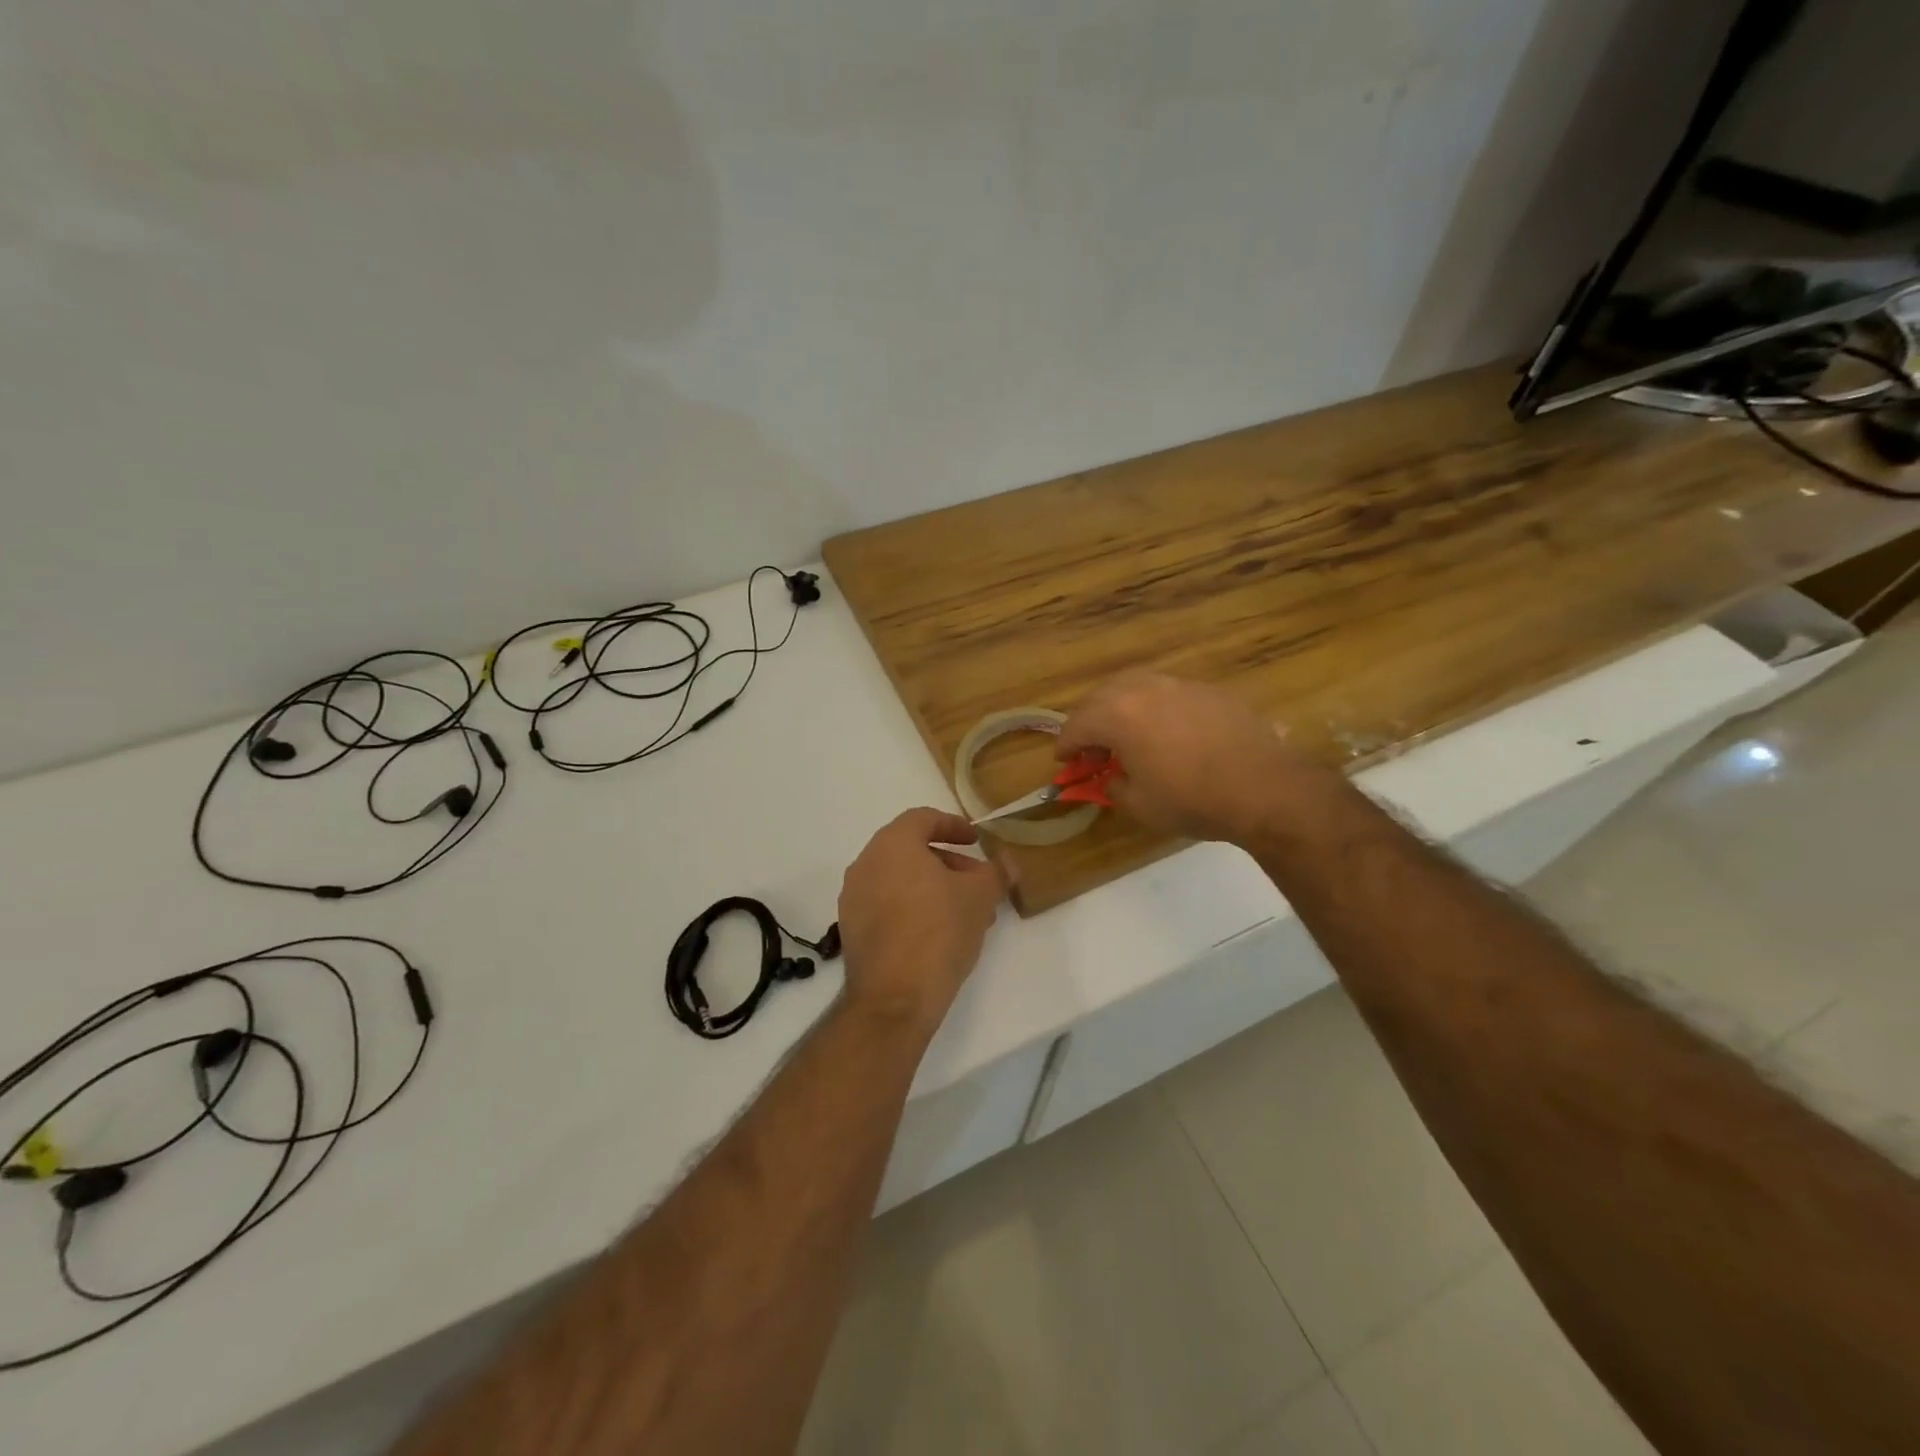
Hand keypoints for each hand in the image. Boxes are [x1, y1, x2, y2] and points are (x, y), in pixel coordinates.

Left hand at [837, 809, 1007, 1030]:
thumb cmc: (939, 931)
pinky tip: (940, 933)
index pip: (922, 819)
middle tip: (978, 881)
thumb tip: (1008, 862)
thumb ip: (996, 873)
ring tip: (966, 913)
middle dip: (948, 862)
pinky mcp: (851, 929)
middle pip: (910, 850)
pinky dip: (913, 907)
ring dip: (934, 887)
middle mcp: (866, 864)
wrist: (894, 997)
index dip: (953, 825)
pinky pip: (887, 904)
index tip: (975, 841)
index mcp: (892, 844)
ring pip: (900, 880)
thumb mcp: (980, 897)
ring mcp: (854, 898)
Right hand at [1058, 670, 1332, 844]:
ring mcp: (1180, 685)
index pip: (1077, 725)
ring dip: (1122, 708)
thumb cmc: (1192, 800)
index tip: (1064, 760)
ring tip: (1128, 735)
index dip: (1066, 745)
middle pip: (1102, 697)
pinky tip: (1169, 733)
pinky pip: (1170, 693)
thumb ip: (1114, 786)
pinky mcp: (1210, 691)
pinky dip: (1156, 709)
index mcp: (1118, 715)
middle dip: (1090, 722)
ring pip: (1136, 686)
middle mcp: (1144, 689)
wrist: (1263, 788)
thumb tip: (1113, 777)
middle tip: (1094, 749)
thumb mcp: (1139, 805)